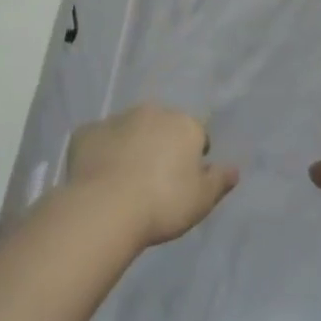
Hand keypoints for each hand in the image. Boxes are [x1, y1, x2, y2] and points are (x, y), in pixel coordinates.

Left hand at [66, 103, 239, 246]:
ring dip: (131, 146)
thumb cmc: (163, 204)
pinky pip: (98, 141)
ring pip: (129, 130)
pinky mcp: (86, 133)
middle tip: (155, 180)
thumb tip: (234, 168)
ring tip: (125, 181)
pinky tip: (98, 178)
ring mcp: (115, 119)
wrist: (106, 208)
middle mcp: (151, 112)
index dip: (193, 156)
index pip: (196, 134)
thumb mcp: (202, 200)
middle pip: (161, 126)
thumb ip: (220, 181)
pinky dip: (101, 153)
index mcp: (183, 124)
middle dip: (161, 145)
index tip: (186, 180)